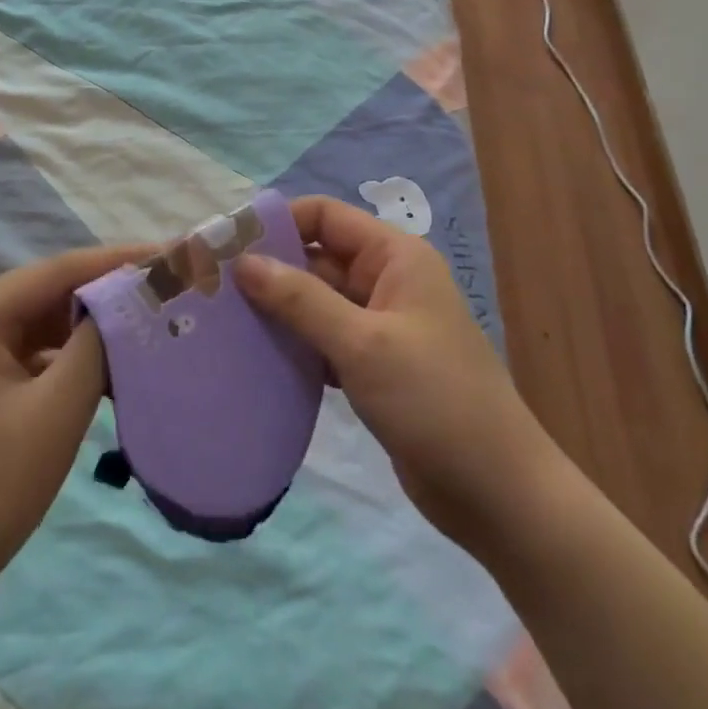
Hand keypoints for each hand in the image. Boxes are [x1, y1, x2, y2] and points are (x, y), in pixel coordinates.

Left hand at [0, 246, 141, 617]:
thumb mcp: (57, 411)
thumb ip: (95, 345)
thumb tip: (124, 302)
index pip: (56, 270)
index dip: (115, 261)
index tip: (166, 256)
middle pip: (44, 293)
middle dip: (103, 294)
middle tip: (160, 293)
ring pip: (35, 324)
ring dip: (84, 329)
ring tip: (141, 327)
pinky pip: (22, 354)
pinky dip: (61, 358)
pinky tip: (101, 369)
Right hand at [236, 197, 561, 560]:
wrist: (496, 492)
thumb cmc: (434, 400)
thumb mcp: (363, 343)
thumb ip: (300, 300)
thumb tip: (244, 262)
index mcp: (395, 257)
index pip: (325, 216)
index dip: (278, 223)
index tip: (227, 245)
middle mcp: (386, 281)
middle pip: (317, 258)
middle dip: (269, 270)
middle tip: (212, 289)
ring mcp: (380, 327)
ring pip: (316, 303)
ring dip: (276, 311)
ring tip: (221, 322)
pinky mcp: (372, 367)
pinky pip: (323, 341)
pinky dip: (294, 345)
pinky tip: (255, 359)